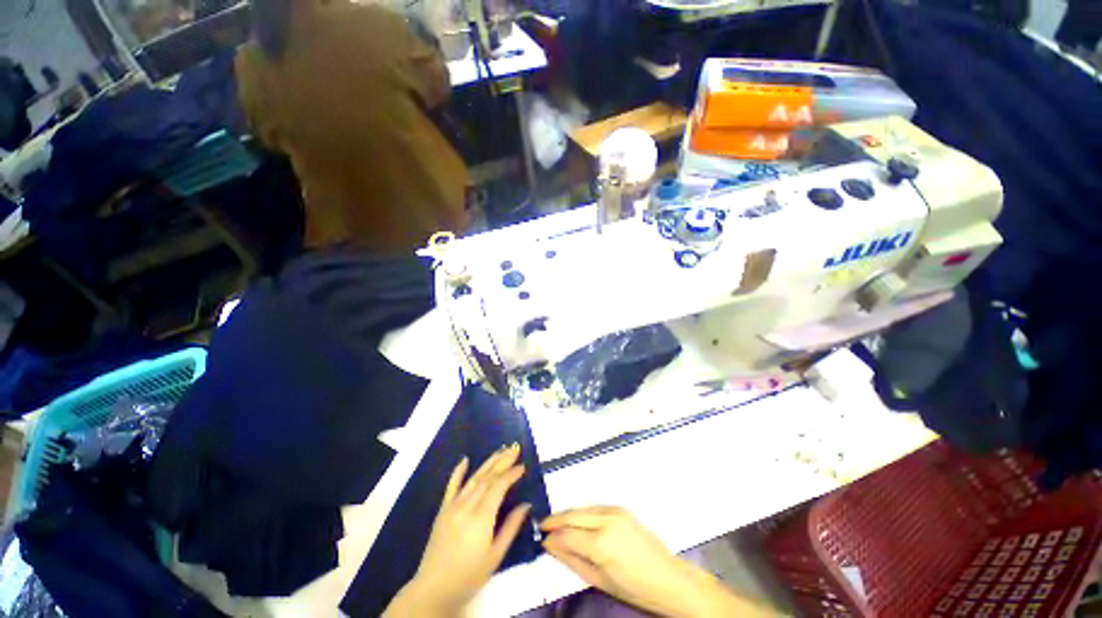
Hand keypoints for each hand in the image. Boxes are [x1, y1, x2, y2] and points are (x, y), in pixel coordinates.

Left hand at [385, 445, 530, 616]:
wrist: (434, 589)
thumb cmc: (469, 575)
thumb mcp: (495, 555)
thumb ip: (511, 527)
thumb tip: (526, 505)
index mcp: (482, 517)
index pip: (499, 486)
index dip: (511, 474)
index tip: (522, 466)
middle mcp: (467, 506)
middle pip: (487, 477)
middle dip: (502, 461)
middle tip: (515, 448)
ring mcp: (453, 506)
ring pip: (473, 478)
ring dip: (488, 463)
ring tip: (500, 450)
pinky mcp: (443, 510)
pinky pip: (451, 486)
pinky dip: (458, 471)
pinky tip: (465, 459)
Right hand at [542, 507, 758, 617]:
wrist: (667, 577)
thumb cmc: (634, 587)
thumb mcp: (599, 580)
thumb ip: (572, 560)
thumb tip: (551, 546)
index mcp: (601, 543)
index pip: (567, 533)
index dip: (552, 535)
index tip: (541, 538)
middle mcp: (606, 520)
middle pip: (573, 514)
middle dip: (556, 519)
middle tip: (543, 525)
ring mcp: (615, 511)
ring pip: (583, 508)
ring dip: (568, 514)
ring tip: (557, 523)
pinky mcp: (621, 508)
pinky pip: (595, 507)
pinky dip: (582, 512)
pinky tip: (577, 520)